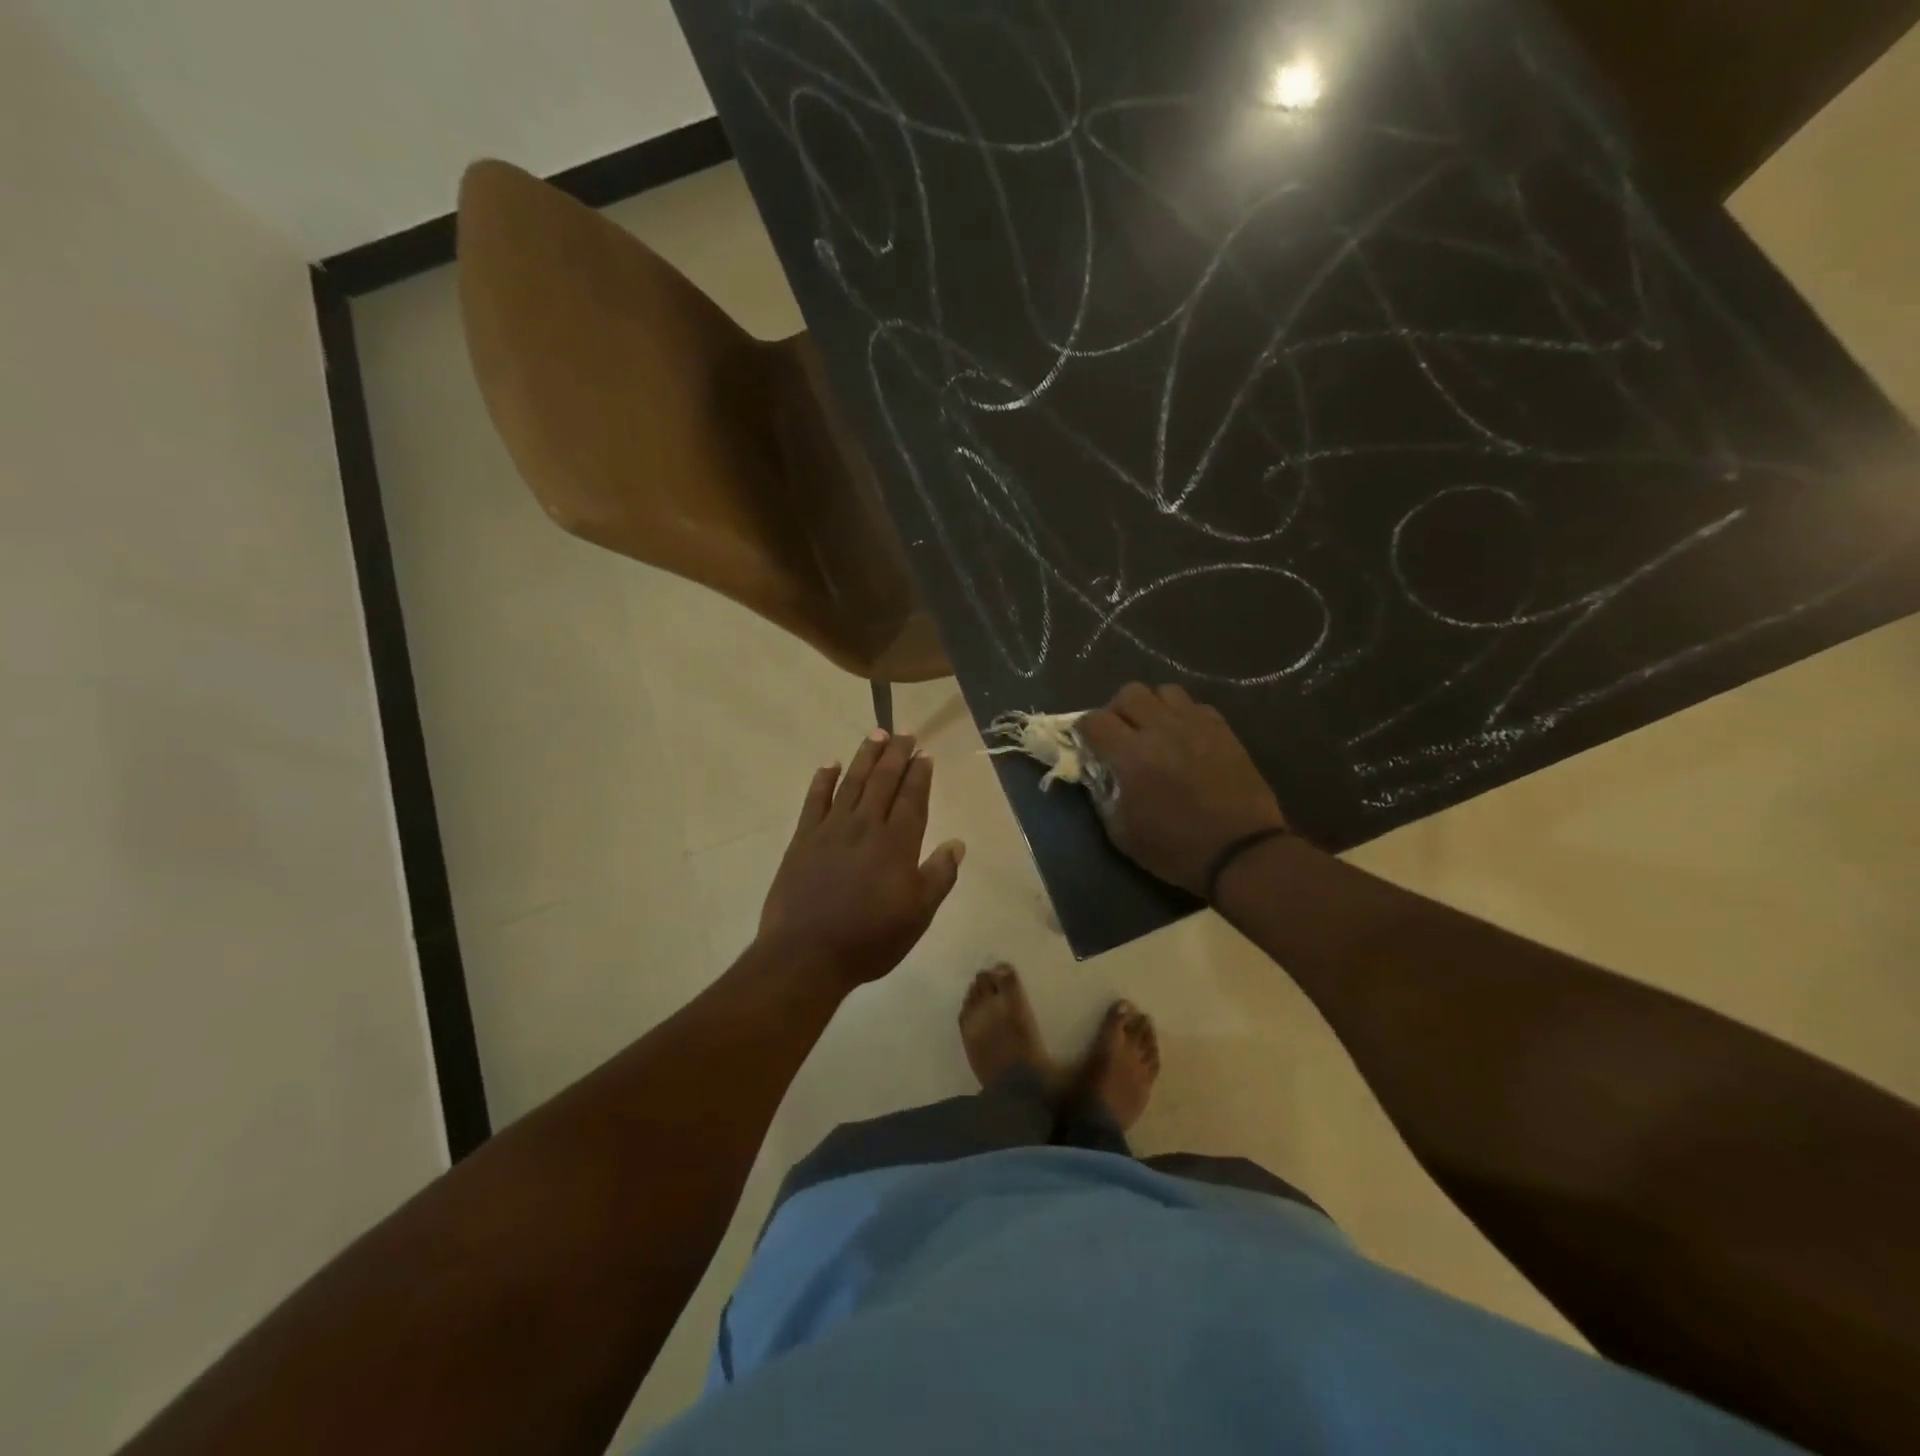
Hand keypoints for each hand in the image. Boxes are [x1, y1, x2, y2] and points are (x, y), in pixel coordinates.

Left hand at [756, 731, 965, 988]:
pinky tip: (829, 765)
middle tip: (904, 733)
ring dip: (865, 757)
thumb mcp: (918, 915)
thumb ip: (939, 876)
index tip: (924, 753)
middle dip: (896, 755)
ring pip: (852, 783)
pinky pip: (814, 800)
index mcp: (897, 843)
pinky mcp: (803, 839)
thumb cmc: (869, 939)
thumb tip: (957, 843)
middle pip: (883, 782)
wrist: (806, 954)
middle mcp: (865, 826)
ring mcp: (831, 830)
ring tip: (875, 735)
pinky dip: (822, 780)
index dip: (920, 774)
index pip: (912, 798)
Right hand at [1077, 684, 1286, 895]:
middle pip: (1129, 693)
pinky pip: (1195, 705)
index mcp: (1131, 756)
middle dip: (1117, 711)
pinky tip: (1184, 738)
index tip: (1087, 744)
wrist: (1241, 852)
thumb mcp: (1122, 833)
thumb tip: (1097, 772)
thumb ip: (1102, 795)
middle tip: (1121, 734)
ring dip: (1152, 707)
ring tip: (1154, 730)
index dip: (1084, 729)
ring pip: (1164, 691)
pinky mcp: (1222, 729)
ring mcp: (1195, 725)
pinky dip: (1182, 715)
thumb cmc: (1175, 849)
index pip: (1094, 720)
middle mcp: (1161, 729)